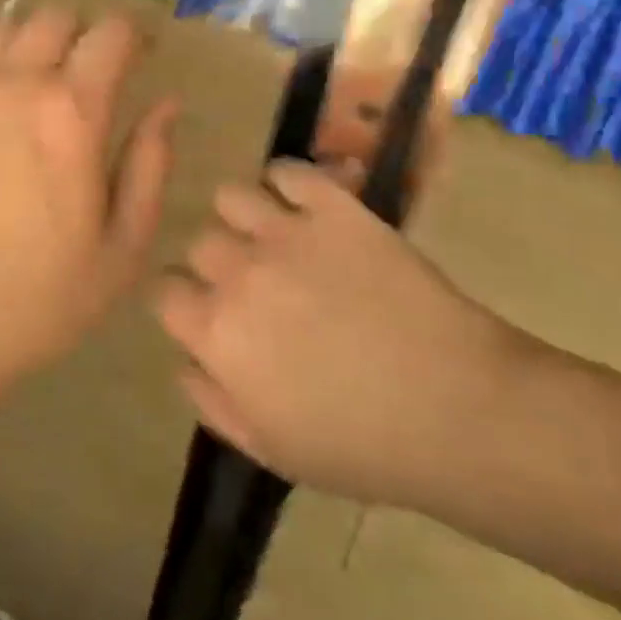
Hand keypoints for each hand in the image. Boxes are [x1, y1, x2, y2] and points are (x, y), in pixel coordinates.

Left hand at [0, 9, 177, 415]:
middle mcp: (11, 84)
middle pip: (54, 17)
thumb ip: (150, 166)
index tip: (141, 56)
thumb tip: (166, 105)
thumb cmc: (32, 303)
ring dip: (31, 45)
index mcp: (70, 113)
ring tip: (35, 89)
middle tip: (89, 75)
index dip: (134, 36)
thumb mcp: (120, 251)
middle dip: (81, 34)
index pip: (111, 34)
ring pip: (3, 31)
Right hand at [154, 161, 530, 509]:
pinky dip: (286, 181)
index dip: (183, 302)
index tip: (206, 312)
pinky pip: (288, 171)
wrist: (456, 409)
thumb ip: (211, 401)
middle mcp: (239, 271)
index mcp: (217, 332)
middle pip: (199, 242)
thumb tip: (184, 358)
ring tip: (272, 235)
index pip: (164, 291)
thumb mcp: (270, 448)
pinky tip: (302, 204)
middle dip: (217, 263)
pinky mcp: (334, 207)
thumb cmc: (362, 446)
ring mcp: (287, 231)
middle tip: (253, 283)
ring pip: (231, 196)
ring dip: (242, 216)